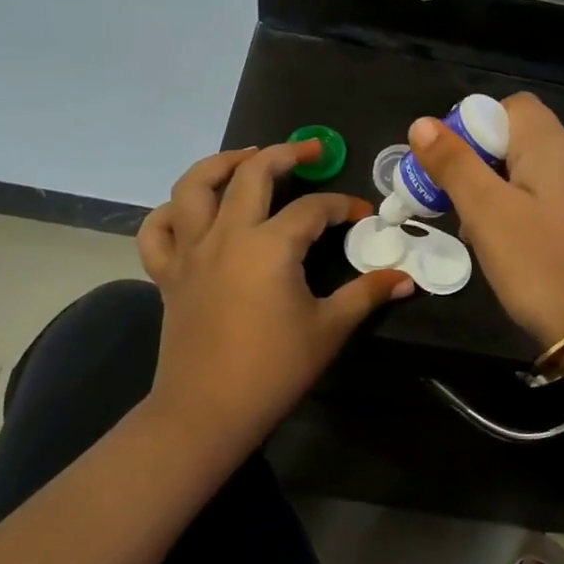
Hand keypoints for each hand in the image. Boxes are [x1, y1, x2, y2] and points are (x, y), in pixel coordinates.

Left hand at [137, 141, 410, 448]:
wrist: (207, 412)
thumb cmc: (273, 369)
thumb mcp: (329, 329)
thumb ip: (366, 294)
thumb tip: (405, 278)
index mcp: (270, 245)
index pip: (314, 209)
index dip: (343, 206)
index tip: (363, 216)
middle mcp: (227, 234)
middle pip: (253, 172)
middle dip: (286, 154)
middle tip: (311, 151)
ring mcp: (191, 251)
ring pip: (194, 186)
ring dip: (221, 163)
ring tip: (245, 158)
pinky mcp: (168, 273)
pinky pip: (157, 230)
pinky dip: (170, 212)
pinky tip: (190, 210)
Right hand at [407, 94, 563, 345]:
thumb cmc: (540, 265)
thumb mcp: (487, 213)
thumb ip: (454, 164)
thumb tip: (423, 122)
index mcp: (552, 146)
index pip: (512, 106)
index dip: (475, 124)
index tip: (451, 163)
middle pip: (519, 137)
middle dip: (480, 162)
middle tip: (457, 202)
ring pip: (531, 170)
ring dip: (497, 189)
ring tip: (478, 230)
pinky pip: (548, 197)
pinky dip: (521, 209)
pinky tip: (510, 245)